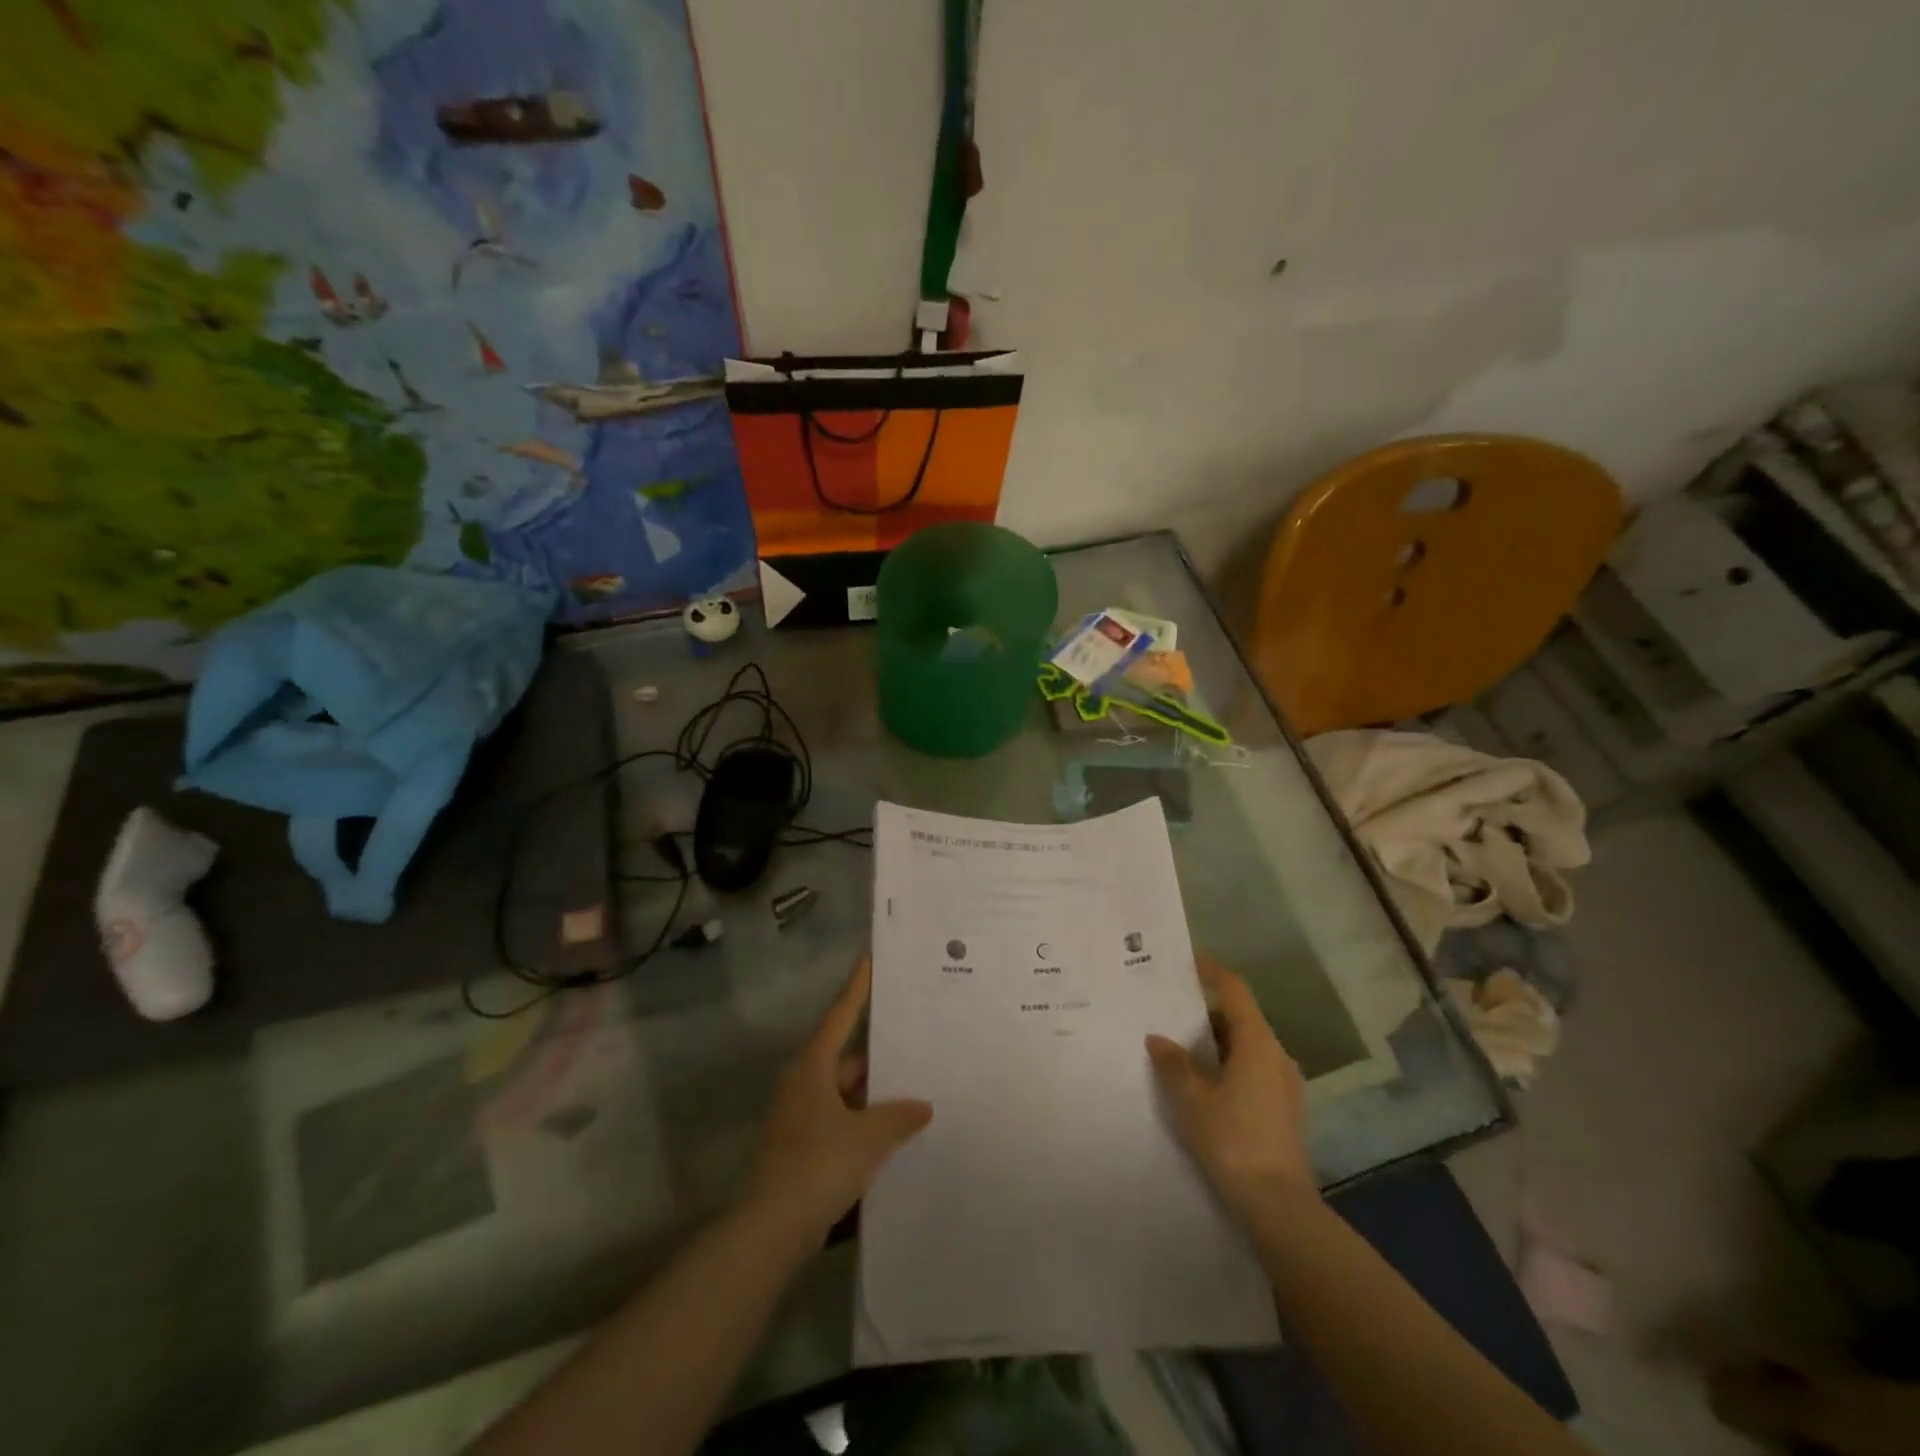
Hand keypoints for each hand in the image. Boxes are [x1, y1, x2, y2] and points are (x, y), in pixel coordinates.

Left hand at [743, 955, 932, 1248]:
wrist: (771, 1231)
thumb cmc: (819, 1165)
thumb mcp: (869, 1137)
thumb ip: (899, 1117)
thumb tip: (923, 1106)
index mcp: (813, 1066)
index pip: (841, 1015)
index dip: (858, 987)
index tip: (870, 958)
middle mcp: (803, 1083)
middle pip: (847, 1058)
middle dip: (881, 1057)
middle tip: (918, 1045)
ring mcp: (800, 1116)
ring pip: (846, 1093)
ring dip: (875, 1096)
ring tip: (916, 1093)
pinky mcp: (801, 1147)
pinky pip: (840, 1121)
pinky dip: (864, 1123)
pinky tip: (894, 1136)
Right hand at [1147, 955, 1315, 1216]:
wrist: (1277, 1205)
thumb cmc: (1232, 1140)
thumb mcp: (1191, 1099)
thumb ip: (1173, 1063)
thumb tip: (1158, 1038)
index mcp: (1257, 1042)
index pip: (1234, 990)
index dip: (1210, 970)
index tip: (1185, 959)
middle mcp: (1276, 1054)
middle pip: (1240, 1016)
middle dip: (1206, 1009)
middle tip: (1170, 1007)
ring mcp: (1285, 1083)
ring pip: (1247, 1045)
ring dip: (1216, 1040)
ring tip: (1180, 1045)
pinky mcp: (1285, 1108)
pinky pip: (1253, 1068)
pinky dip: (1227, 1063)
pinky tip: (1203, 1082)